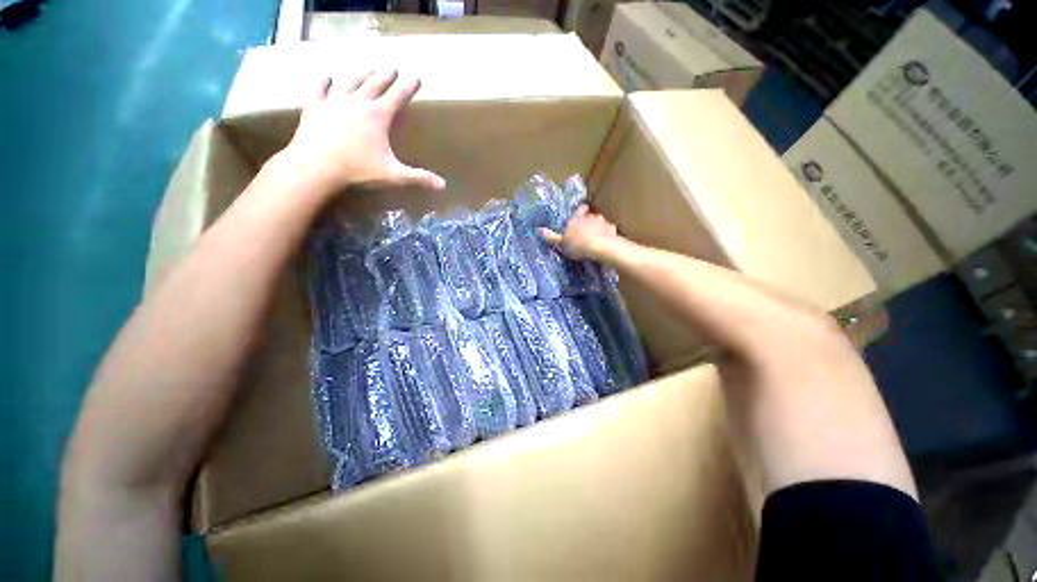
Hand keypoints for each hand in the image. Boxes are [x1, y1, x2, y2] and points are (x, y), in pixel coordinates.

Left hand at [275, 70, 444, 197]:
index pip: (397, 96)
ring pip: (350, 82)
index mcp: (378, 116)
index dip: (408, 86)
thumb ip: (419, 177)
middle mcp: (357, 102)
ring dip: (360, 75)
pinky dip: (324, 82)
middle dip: (386, 76)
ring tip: (367, 70)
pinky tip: (327, 77)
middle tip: (393, 68)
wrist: (317, 165)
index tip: (416, 76)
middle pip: (375, 84)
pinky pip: (320, 89)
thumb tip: (443, 185)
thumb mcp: (393, 174)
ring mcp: (334, 101)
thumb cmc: (358, 169)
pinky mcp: (315, 106)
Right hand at [540, 205, 619, 260]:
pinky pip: (610, 230)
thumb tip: (538, 229)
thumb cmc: (577, 245)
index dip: (581, 210)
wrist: (598, 247)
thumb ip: (551, 236)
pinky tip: (606, 241)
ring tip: (597, 236)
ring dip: (599, 227)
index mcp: (577, 219)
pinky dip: (608, 234)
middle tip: (586, 229)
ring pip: (601, 222)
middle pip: (591, 215)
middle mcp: (590, 217)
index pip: (580, 209)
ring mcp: (602, 222)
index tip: (581, 211)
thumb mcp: (560, 243)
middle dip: (589, 221)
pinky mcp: (612, 230)